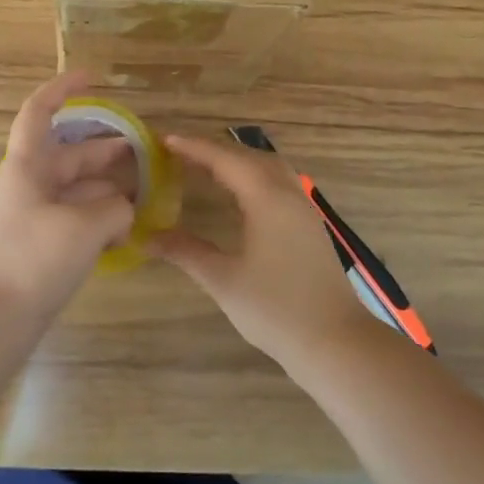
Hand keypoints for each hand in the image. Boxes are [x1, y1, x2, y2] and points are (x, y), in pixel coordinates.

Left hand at [0, 72, 137, 320]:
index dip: (63, 89)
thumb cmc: (32, 259)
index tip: (92, 77)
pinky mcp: (36, 247)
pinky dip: (95, 217)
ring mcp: (29, 217)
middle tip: (140, 150)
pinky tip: (122, 229)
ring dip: (103, 186)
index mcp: (27, 166)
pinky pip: (70, 218)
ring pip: (72, 188)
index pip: (39, 112)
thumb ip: (113, 209)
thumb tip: (122, 209)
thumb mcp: (84, 227)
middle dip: (102, 149)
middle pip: (66, 154)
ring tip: (141, 191)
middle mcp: (26, 185)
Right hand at [150, 133, 373, 371]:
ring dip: (236, 161)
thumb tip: (146, 236)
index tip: (164, 140)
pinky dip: (253, 176)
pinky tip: (239, 194)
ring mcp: (303, 209)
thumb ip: (186, 252)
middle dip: (213, 150)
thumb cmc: (277, 310)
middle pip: (247, 156)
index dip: (194, 147)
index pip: (224, 159)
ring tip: (205, 167)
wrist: (337, 343)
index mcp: (266, 198)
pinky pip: (278, 182)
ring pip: (267, 167)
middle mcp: (287, 193)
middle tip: (178, 152)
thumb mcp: (224, 280)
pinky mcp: (310, 225)